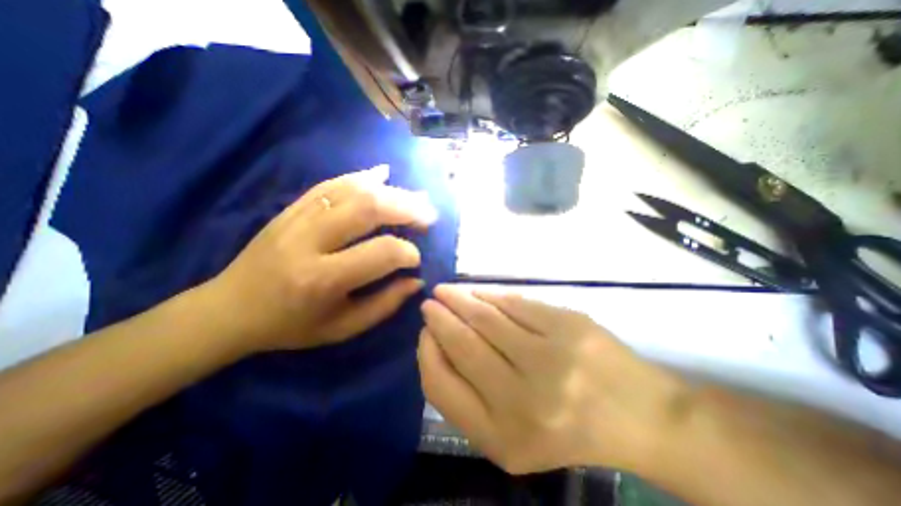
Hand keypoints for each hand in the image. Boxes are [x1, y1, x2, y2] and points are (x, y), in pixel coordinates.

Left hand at [212, 167, 436, 351]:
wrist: (230, 309)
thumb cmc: (291, 326)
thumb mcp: (342, 328)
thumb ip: (384, 305)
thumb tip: (416, 280)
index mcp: (322, 279)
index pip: (381, 252)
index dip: (408, 253)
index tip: (416, 259)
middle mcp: (310, 241)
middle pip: (368, 208)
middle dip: (407, 208)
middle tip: (429, 215)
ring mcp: (297, 218)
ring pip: (353, 190)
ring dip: (392, 191)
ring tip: (416, 197)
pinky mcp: (291, 208)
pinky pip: (330, 184)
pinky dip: (361, 176)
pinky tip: (382, 173)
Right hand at [421, 287, 691, 475]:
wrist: (638, 417)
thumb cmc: (564, 429)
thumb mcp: (508, 434)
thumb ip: (467, 395)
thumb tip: (437, 342)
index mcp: (501, 437)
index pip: (440, 386)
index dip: (427, 352)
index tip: (424, 332)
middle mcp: (523, 400)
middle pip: (463, 344)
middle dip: (439, 318)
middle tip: (430, 303)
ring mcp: (550, 359)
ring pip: (487, 317)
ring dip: (460, 299)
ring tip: (447, 291)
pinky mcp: (568, 325)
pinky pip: (515, 302)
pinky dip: (490, 294)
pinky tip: (479, 292)